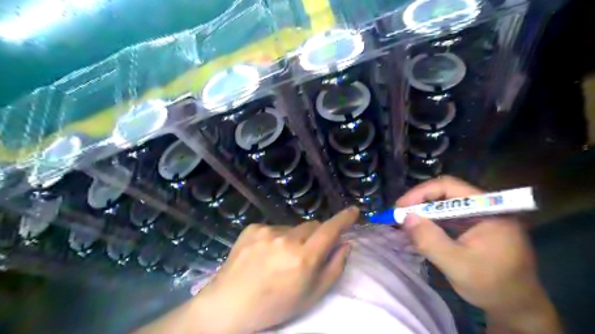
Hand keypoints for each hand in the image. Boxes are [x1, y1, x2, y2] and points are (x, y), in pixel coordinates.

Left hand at [193, 207, 357, 332]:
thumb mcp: (312, 295)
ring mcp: (267, 231)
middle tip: (306, 253)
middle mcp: (286, 239)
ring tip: (280, 257)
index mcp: (303, 258)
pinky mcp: (253, 228)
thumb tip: (345, 244)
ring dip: (294, 238)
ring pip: (293, 227)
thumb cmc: (276, 305)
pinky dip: (276, 238)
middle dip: (315, 236)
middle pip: (312, 226)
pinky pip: (274, 228)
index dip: (344, 219)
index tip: (353, 211)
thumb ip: (334, 267)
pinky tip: (265, 253)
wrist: (231, 303)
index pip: (330, 230)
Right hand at [397, 176, 560, 331]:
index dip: (421, 193)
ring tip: (406, 222)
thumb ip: (431, 241)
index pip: (450, 187)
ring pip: (445, 204)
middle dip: (420, 202)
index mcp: (490, 210)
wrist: (517, 308)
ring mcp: (480, 216)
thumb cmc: (492, 286)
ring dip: (424, 212)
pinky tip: (421, 230)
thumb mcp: (457, 265)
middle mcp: (485, 206)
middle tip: (400, 215)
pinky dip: (431, 221)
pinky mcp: (474, 226)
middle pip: (446, 193)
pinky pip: (448, 216)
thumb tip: (405, 217)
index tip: (401, 206)